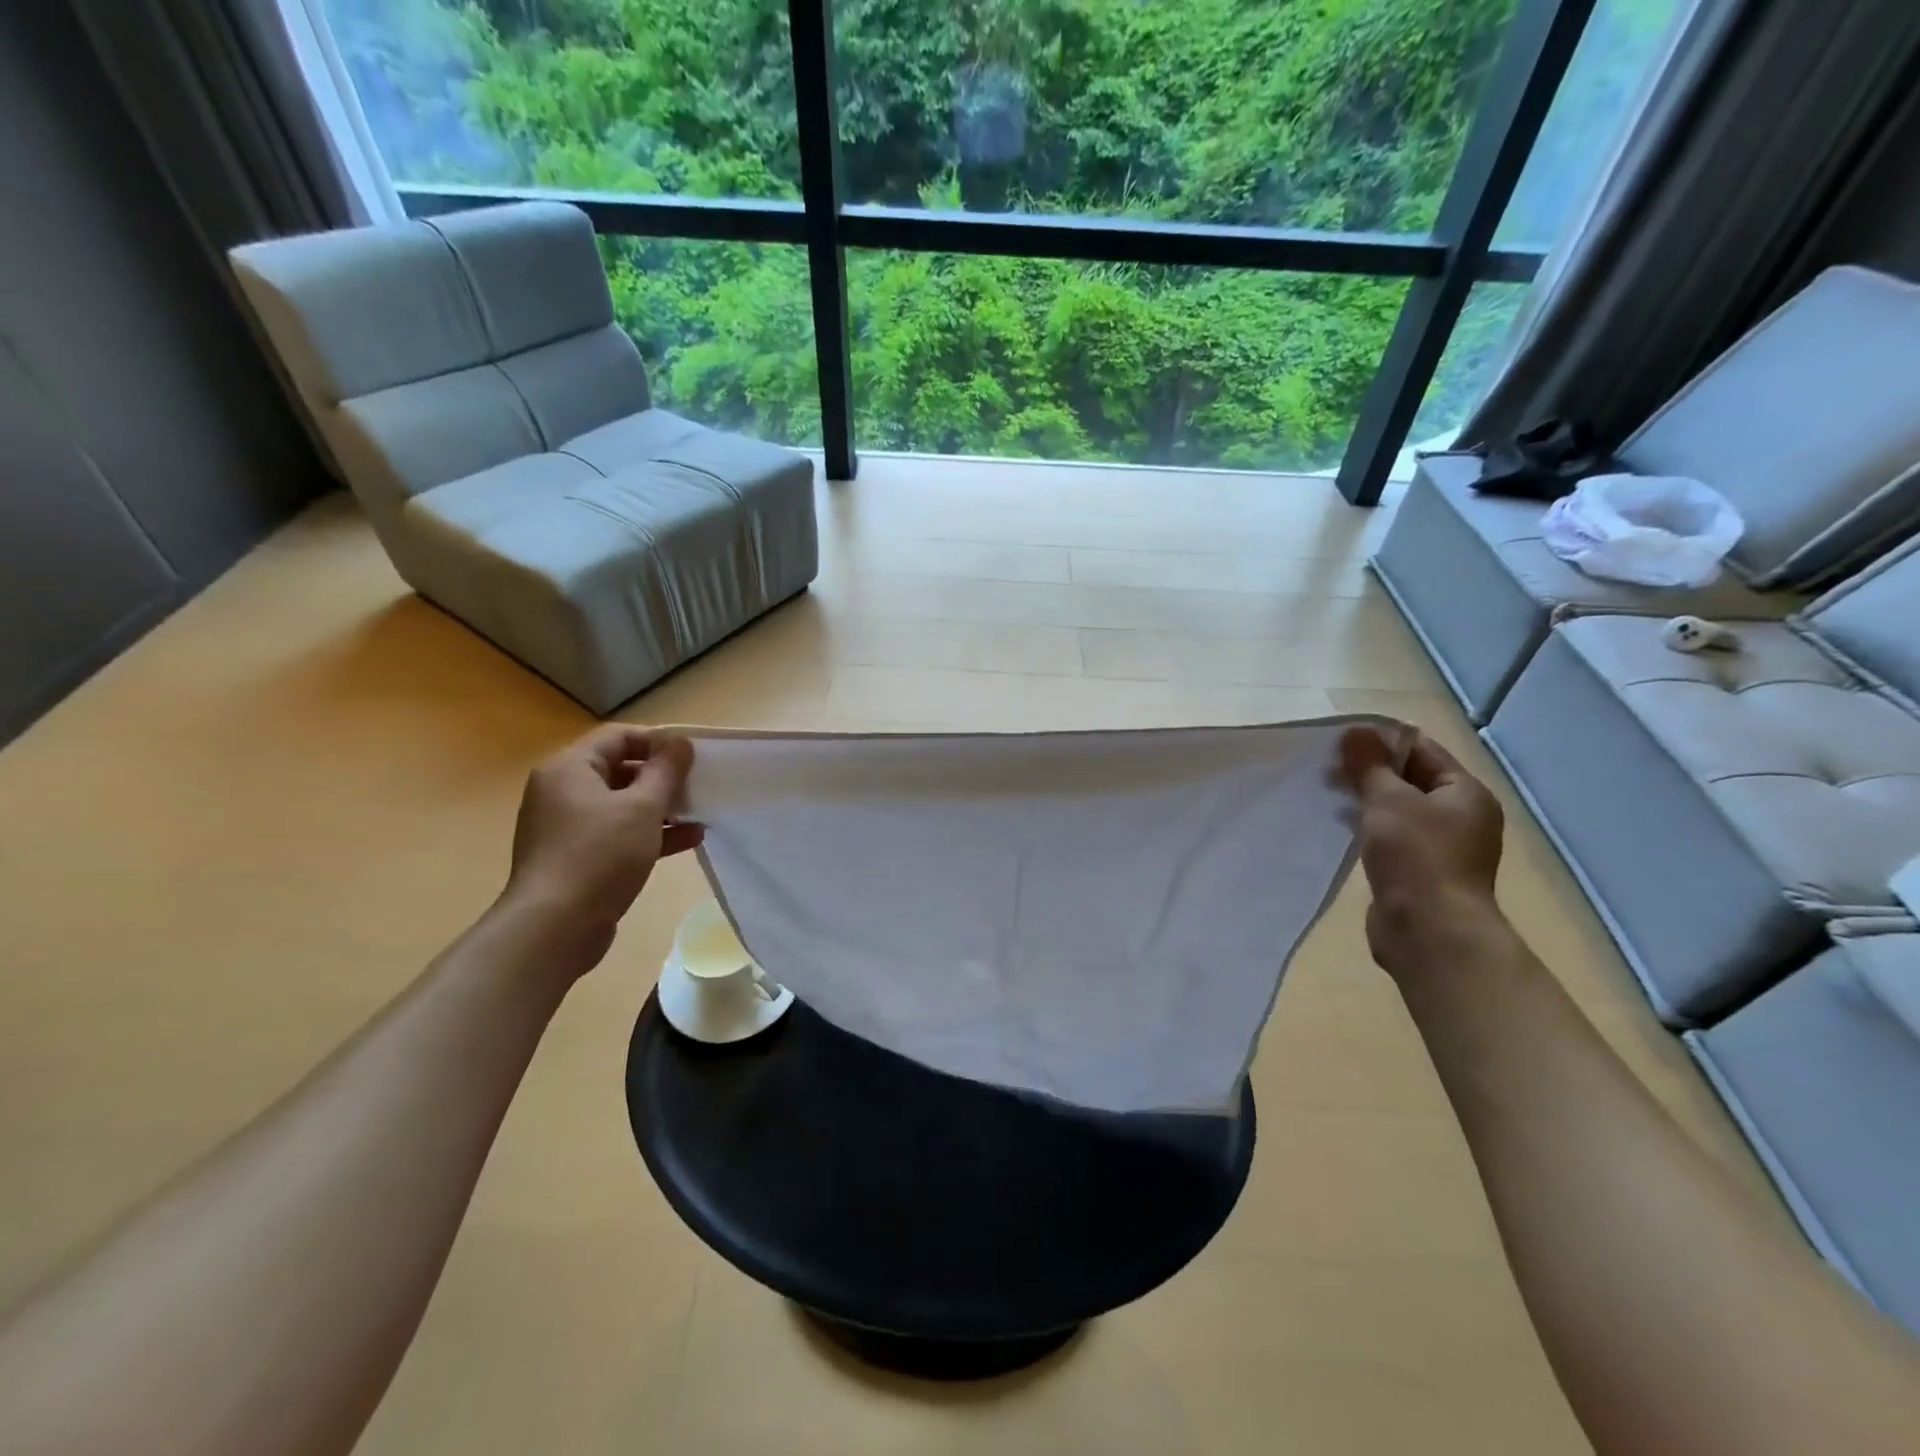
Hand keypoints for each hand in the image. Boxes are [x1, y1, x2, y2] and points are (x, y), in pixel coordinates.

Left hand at [501, 726, 702, 975]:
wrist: (555, 926)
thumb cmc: (600, 855)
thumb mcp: (643, 807)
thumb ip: (666, 771)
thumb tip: (680, 742)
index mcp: (569, 768)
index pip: (618, 737)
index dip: (658, 741)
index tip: (692, 756)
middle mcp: (562, 791)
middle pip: (620, 769)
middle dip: (662, 777)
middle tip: (698, 785)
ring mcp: (567, 826)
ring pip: (622, 804)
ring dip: (661, 807)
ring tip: (699, 813)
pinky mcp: (577, 857)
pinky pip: (618, 833)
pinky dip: (649, 832)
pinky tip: (688, 840)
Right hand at [1340, 726, 1504, 978]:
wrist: (1429, 931)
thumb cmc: (1416, 856)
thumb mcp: (1389, 800)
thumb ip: (1370, 765)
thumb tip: (1356, 731)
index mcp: (1465, 793)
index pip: (1421, 750)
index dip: (1381, 741)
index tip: (1338, 741)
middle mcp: (1460, 817)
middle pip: (1409, 779)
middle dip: (1368, 772)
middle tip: (1325, 769)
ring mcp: (1441, 847)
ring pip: (1397, 810)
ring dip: (1364, 801)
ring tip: (1326, 796)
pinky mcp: (1419, 873)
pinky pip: (1391, 838)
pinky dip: (1366, 829)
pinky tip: (1338, 828)